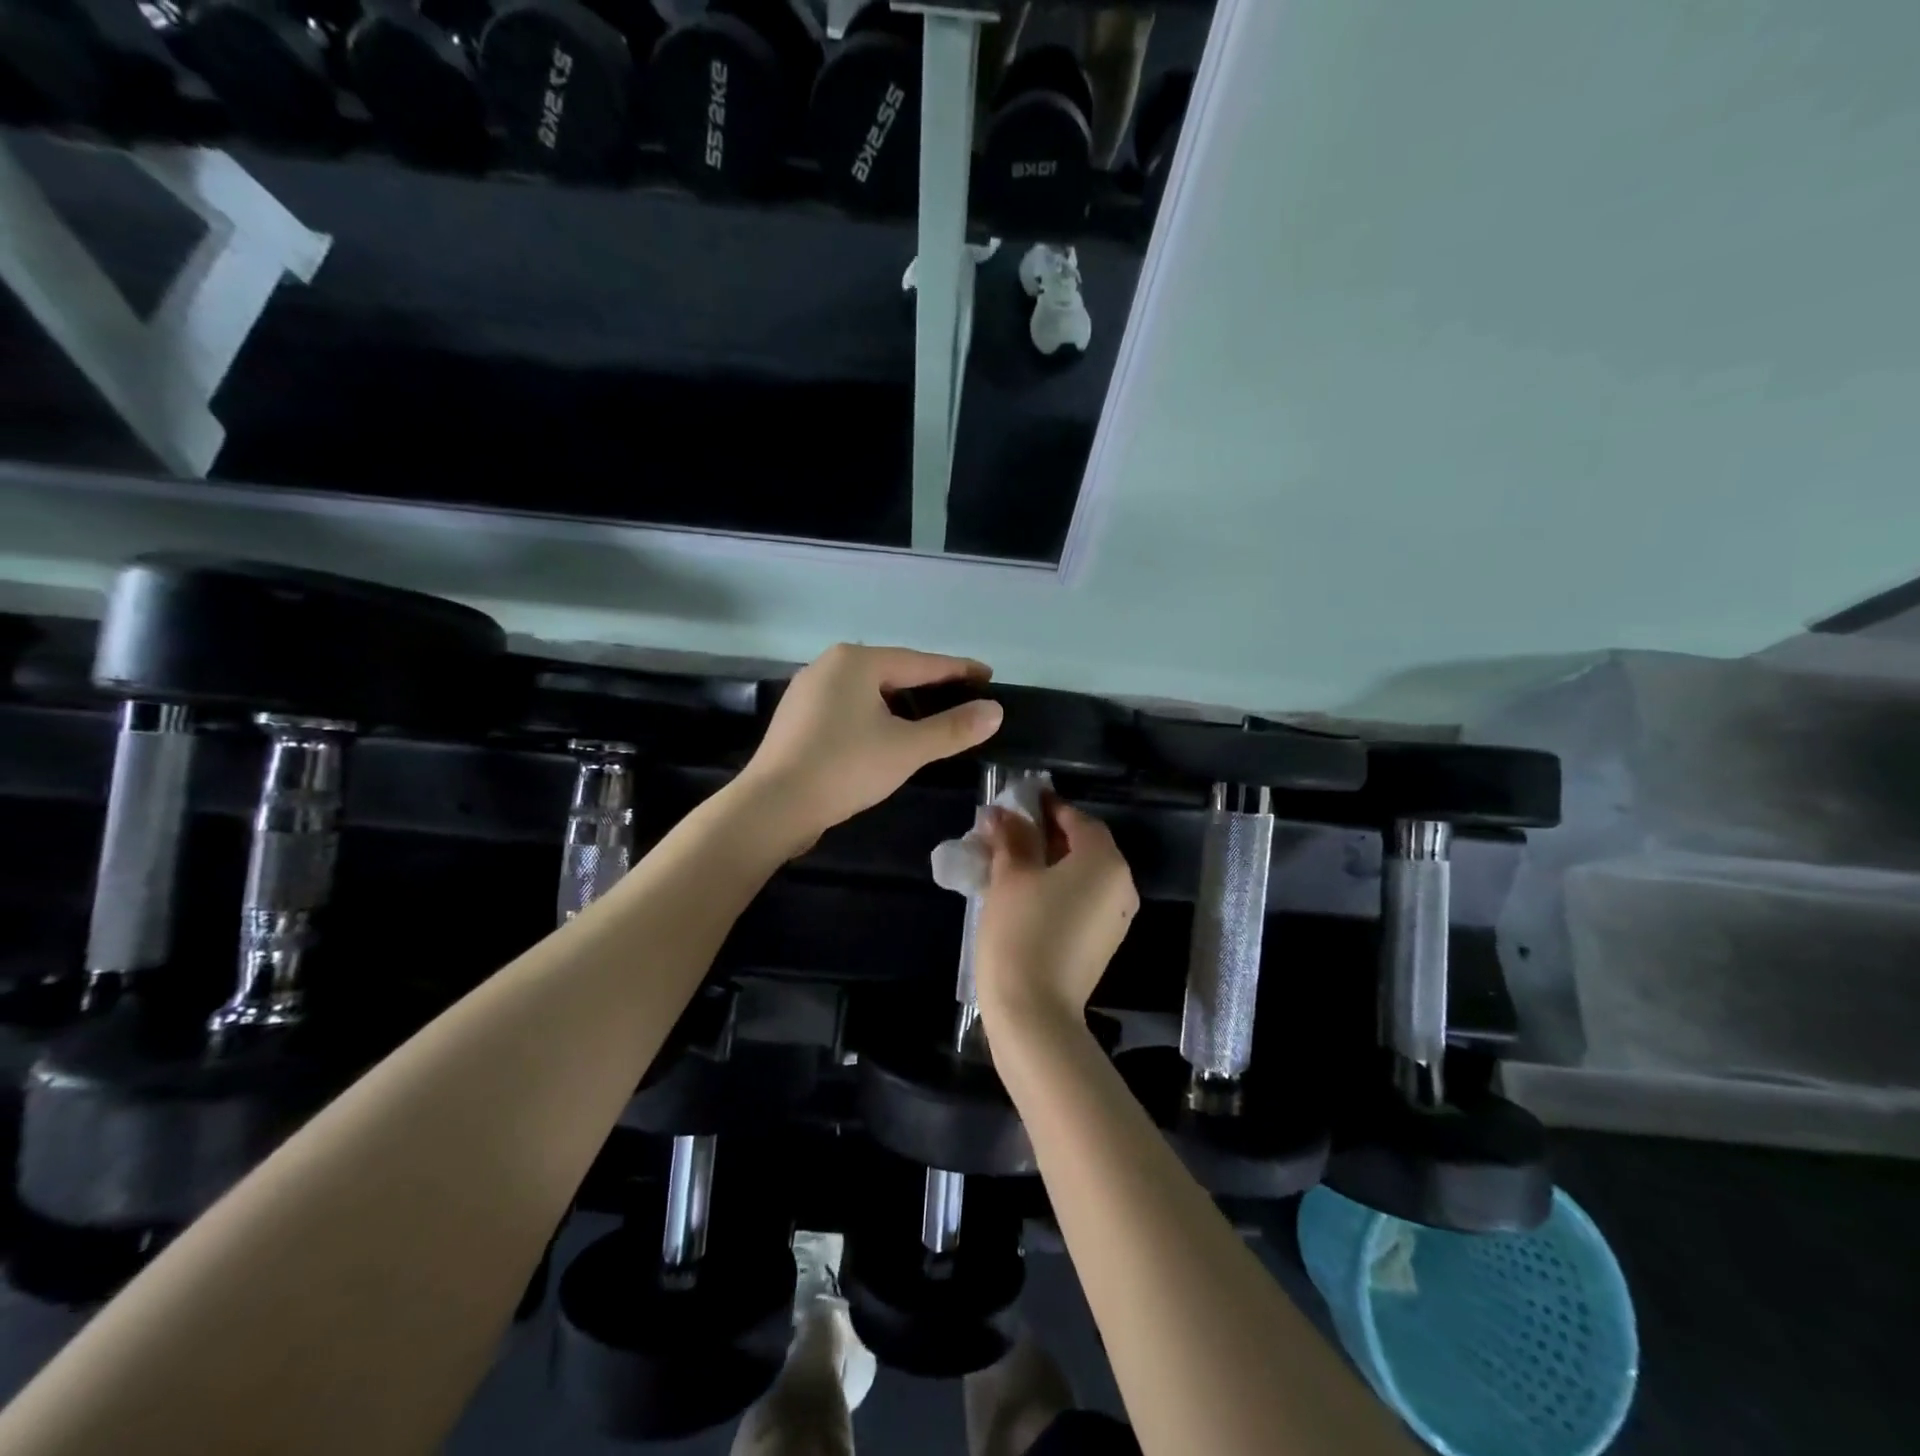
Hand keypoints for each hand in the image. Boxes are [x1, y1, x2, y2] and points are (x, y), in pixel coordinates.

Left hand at [740, 644, 1002, 849]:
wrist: (773, 806)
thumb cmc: (845, 768)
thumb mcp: (907, 749)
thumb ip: (953, 728)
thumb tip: (995, 711)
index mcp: (857, 661)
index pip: (921, 662)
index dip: (958, 670)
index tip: (988, 676)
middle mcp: (829, 665)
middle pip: (893, 672)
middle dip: (930, 686)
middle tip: (963, 700)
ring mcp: (808, 691)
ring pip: (869, 692)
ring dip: (902, 704)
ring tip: (930, 720)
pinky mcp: (797, 719)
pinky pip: (849, 708)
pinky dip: (875, 717)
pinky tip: (886, 736)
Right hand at [974, 795, 1139, 1032]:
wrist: (1035, 1012)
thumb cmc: (1022, 933)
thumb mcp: (1011, 877)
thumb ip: (1011, 838)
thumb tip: (1001, 813)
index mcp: (1104, 861)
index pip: (1077, 819)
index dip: (1046, 807)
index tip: (1018, 803)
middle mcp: (1120, 884)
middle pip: (1084, 845)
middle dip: (1046, 835)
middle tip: (1008, 831)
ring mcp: (1116, 917)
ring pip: (1082, 874)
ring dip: (1050, 862)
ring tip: (1011, 861)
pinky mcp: (1104, 941)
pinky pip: (1083, 899)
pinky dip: (1059, 888)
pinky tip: (1026, 893)